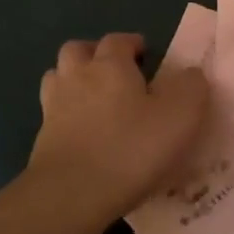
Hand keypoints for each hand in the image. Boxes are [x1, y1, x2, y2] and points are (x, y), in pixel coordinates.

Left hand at [28, 33, 209, 220]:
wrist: (72, 193)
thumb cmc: (131, 148)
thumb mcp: (180, 116)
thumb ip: (191, 87)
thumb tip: (190, 74)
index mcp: (110, 65)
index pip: (117, 40)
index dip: (131, 43)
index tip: (145, 54)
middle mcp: (77, 77)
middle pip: (77, 50)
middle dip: (94, 53)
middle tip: (114, 71)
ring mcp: (54, 108)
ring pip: (57, 78)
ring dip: (73, 79)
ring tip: (94, 97)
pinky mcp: (42, 139)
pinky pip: (52, 114)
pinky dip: (66, 115)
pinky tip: (83, 133)